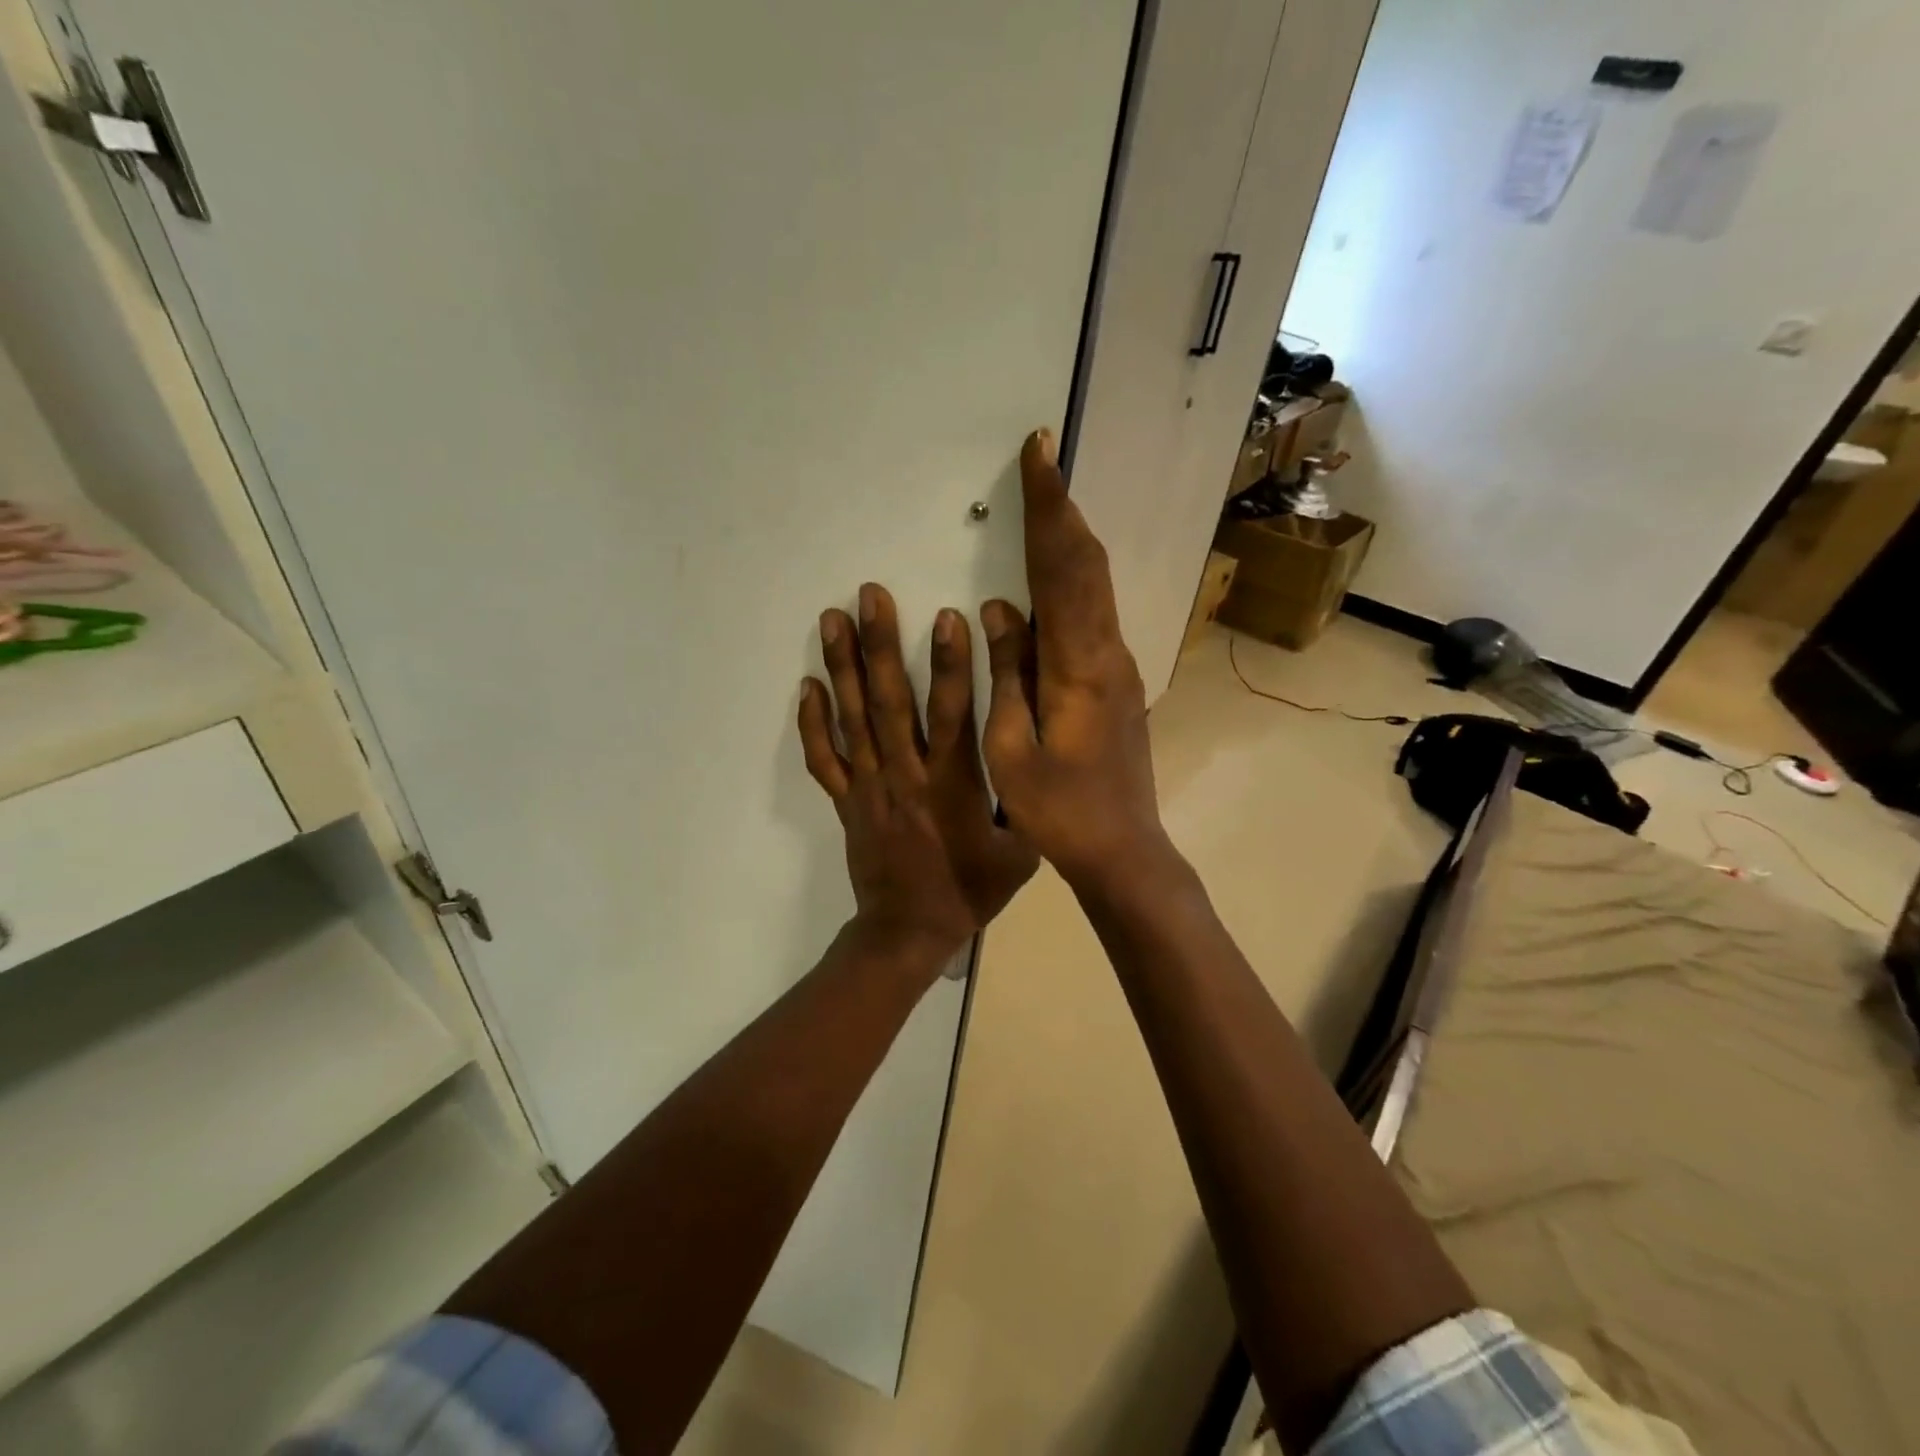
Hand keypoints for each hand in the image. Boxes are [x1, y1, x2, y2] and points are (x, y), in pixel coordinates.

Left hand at [800, 583, 1038, 969]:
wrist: (908, 932)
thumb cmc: (969, 891)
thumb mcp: (1019, 853)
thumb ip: (1027, 802)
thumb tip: (1041, 753)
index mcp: (951, 784)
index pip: (951, 713)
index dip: (950, 664)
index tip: (946, 616)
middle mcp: (905, 775)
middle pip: (890, 702)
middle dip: (880, 645)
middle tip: (868, 595)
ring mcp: (869, 787)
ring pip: (852, 719)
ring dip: (841, 667)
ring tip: (831, 619)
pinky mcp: (846, 802)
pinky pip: (824, 759)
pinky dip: (812, 723)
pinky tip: (805, 686)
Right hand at [979, 429, 1170, 892]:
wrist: (1123, 849)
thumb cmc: (1060, 811)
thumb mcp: (1013, 748)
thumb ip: (1008, 672)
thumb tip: (999, 609)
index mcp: (1080, 666)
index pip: (1063, 569)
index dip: (1049, 510)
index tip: (1038, 455)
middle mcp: (1108, 652)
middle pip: (1088, 564)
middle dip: (1062, 508)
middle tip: (1041, 460)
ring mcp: (1119, 666)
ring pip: (1095, 586)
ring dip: (1070, 538)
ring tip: (1045, 501)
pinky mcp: (1117, 681)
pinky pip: (1092, 613)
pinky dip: (1073, 577)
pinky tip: (1054, 572)